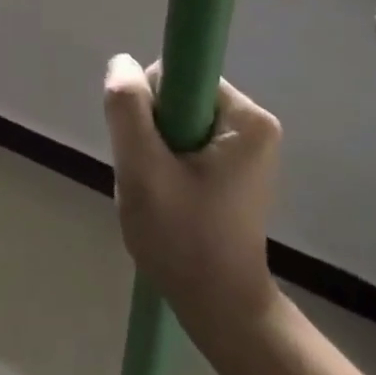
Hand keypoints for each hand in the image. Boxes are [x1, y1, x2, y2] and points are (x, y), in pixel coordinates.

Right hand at [103, 55, 282, 340]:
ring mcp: (246, 147)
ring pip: (175, 121)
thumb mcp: (143, 170)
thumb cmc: (184, 241)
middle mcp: (253, 123)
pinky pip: (185, 141)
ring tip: (158, 193)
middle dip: (151, 132)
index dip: (149, 105)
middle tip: (149, 178)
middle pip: (176, 97)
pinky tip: (167, 197)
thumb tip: (122, 62)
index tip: (148, 148)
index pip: (177, 75)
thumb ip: (127, 108)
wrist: (219, 312)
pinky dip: (166, 163)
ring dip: (155, 151)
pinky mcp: (235, 167)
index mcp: (247, 118)